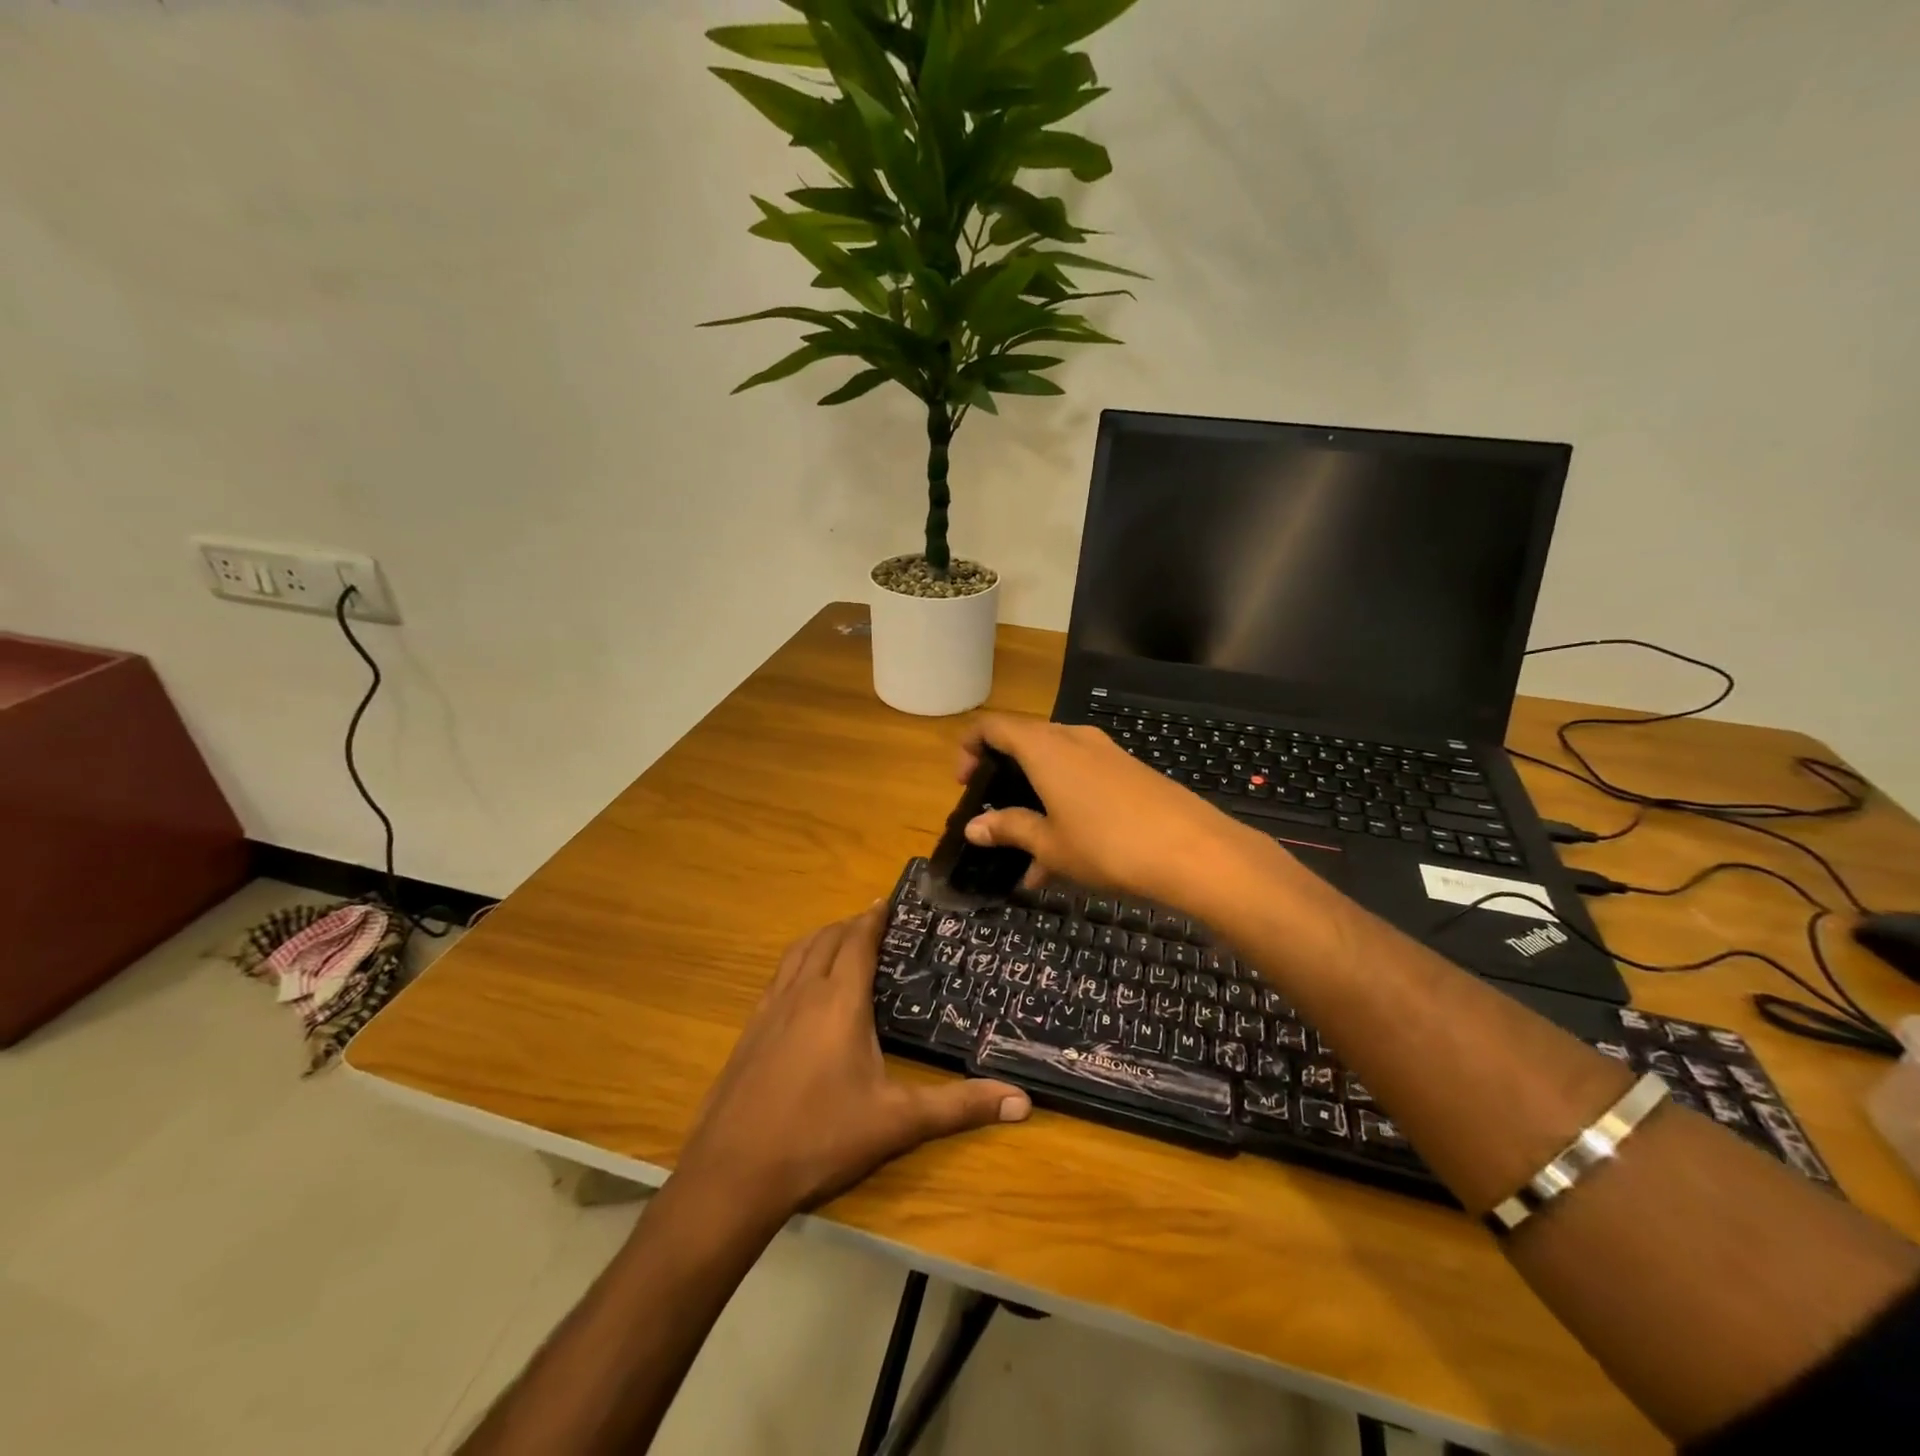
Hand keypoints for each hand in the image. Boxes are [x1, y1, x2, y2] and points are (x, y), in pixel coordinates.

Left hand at [677, 905, 1029, 1217]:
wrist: (732, 1175)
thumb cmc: (820, 1138)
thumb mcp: (897, 1123)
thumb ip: (959, 1108)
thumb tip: (1023, 1101)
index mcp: (839, 1001)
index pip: (858, 941)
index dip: (874, 917)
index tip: (890, 900)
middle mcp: (802, 993)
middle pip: (826, 939)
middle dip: (851, 924)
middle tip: (876, 923)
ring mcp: (769, 1011)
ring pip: (797, 954)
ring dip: (821, 938)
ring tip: (841, 941)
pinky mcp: (748, 1032)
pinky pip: (777, 978)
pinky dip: (796, 964)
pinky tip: (802, 990)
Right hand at [956, 713, 1270, 907]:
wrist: (1194, 851)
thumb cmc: (1107, 845)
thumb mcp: (1050, 843)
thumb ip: (1009, 829)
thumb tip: (974, 827)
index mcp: (1044, 747)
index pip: (993, 727)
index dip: (969, 748)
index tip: (964, 783)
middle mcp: (1073, 739)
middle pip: (1025, 743)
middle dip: (1004, 777)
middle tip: (994, 815)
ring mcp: (1106, 753)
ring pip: (1056, 767)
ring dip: (1036, 801)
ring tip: (1029, 856)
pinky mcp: (1130, 772)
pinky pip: (1083, 780)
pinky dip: (1065, 807)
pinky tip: (1067, 858)